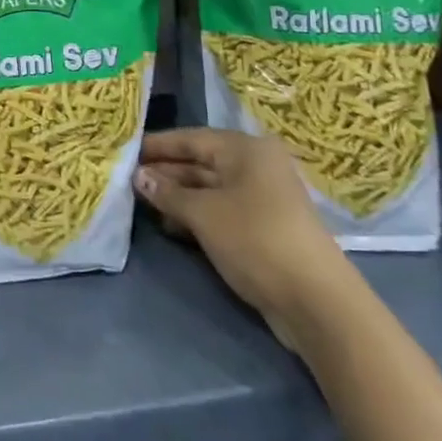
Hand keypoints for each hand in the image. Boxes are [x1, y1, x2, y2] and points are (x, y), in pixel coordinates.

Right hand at [135, 129, 355, 353]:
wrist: (316, 302)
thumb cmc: (255, 239)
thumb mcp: (204, 214)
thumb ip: (168, 193)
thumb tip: (138, 177)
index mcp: (245, 150)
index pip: (191, 138)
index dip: (157, 145)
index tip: (125, 150)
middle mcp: (255, 166)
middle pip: (200, 163)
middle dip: (165, 173)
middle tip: (127, 180)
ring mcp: (262, 198)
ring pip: (209, 189)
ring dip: (177, 197)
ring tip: (142, 204)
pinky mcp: (263, 227)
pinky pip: (221, 210)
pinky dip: (195, 215)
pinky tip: (170, 226)